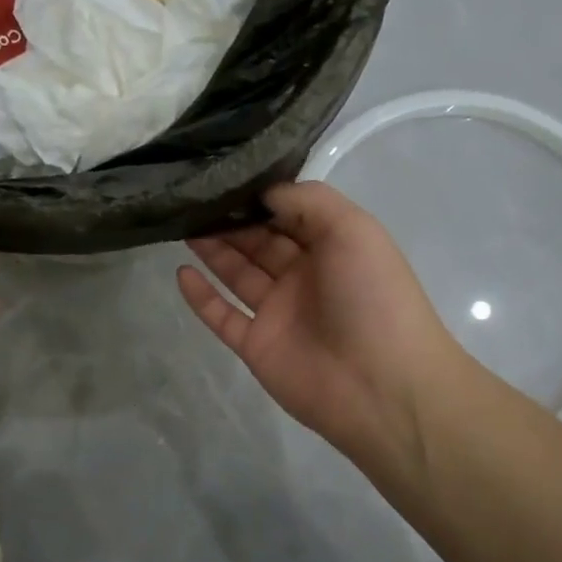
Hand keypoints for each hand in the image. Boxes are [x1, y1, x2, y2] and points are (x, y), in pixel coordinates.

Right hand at [177, 182, 461, 477]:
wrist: (380, 385)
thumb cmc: (372, 297)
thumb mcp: (353, 229)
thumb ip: (308, 202)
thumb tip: (264, 193)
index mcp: (334, 247)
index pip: (291, 214)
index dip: (261, 197)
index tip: (226, 176)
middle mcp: (305, 277)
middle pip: (261, 242)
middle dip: (231, 220)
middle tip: (194, 198)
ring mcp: (280, 313)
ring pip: (239, 274)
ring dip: (214, 250)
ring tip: (182, 224)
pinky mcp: (257, 346)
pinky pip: (223, 317)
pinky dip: (202, 297)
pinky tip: (181, 272)